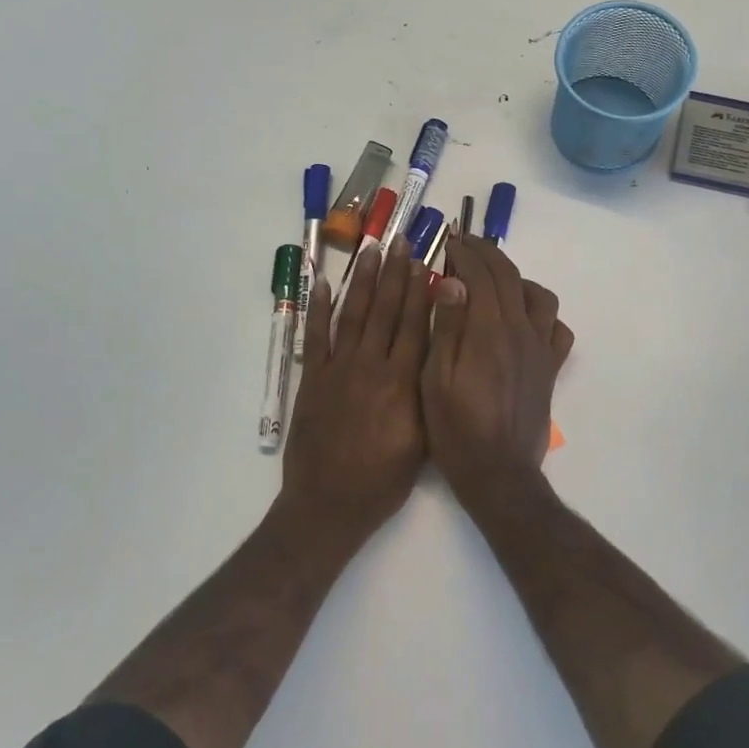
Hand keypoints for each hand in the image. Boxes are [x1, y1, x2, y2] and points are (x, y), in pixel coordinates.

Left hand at [280, 242, 432, 549]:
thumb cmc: (382, 481)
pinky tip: (321, 283)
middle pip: (386, 311)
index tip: (425, 261)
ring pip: (353, 315)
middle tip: (401, 241)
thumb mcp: (421, 441)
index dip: (420, 291)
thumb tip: (436, 353)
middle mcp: (371, 366)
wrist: (328, 505)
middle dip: (395, 273)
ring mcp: (338, 370)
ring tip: (371, 250)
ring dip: (363, 280)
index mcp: (402, 383)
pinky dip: (317, 308)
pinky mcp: (312, 379)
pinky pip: (315, 336)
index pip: (415, 326)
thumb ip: (427, 394)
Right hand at [421, 236, 574, 510]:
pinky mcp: (550, 368)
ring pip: (538, 295)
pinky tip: (523, 318)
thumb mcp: (434, 379)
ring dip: (515, 277)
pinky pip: (557, 327)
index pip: (480, 275)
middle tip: (465, 244)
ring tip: (492, 280)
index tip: (448, 241)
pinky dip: (541, 313)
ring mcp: (540, 349)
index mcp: (488, 331)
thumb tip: (451, 281)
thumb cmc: (456, 429)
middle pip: (509, 276)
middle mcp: (520, 331)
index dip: (464, 253)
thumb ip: (446, 327)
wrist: (498, 473)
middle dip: (487, 253)